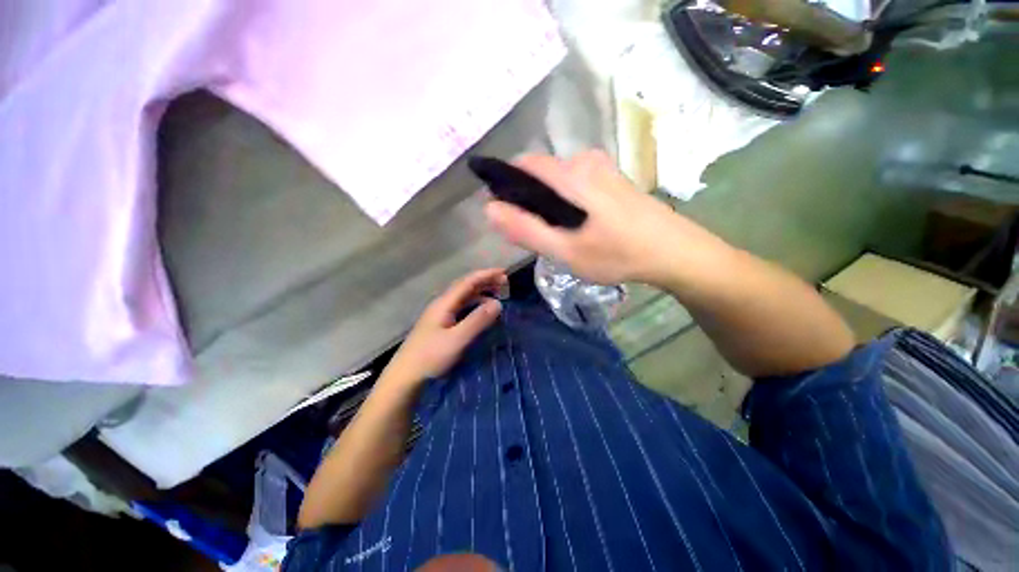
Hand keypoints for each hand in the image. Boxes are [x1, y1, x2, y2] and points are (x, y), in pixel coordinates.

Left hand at [383, 269, 506, 386]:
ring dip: (481, 293)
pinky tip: (481, 312)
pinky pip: (461, 308)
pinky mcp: (440, 326)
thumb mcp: (457, 339)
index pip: (468, 282)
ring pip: (463, 297)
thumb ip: (477, 320)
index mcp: (444, 304)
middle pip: (465, 287)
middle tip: (504, 282)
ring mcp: (440, 315)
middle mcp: (441, 305)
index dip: (486, 275)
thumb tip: (498, 303)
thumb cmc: (430, 357)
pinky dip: (475, 305)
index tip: (504, 273)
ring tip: (497, 295)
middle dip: (485, 282)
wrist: (404, 378)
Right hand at [485, 151, 730, 286]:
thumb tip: (490, 209)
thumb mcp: (566, 251)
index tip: (506, 214)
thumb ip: (526, 230)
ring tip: (558, 234)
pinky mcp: (612, 179)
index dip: (507, 186)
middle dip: (529, 200)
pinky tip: (578, 227)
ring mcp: (602, 168)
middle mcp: (585, 161)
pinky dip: (565, 202)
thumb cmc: (618, 254)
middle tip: (538, 234)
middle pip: (541, 174)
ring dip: (548, 203)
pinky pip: (575, 184)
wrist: (675, 252)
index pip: (524, 165)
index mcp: (571, 174)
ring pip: (558, 180)